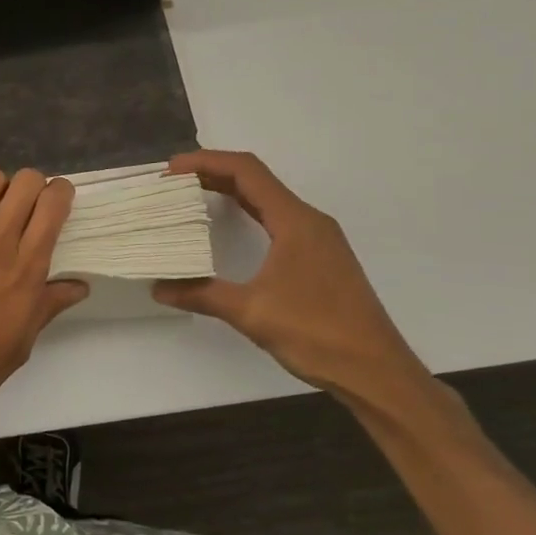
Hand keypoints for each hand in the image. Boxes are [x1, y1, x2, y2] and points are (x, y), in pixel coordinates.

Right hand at [153, 150, 432, 410]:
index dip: (207, 162)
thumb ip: (202, 294)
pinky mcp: (321, 257)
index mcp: (295, 221)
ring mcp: (318, 239)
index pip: (246, 171)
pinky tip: (230, 226)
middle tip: (175, 182)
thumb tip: (159, 287)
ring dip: (231, 191)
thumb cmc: (317, 334)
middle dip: (214, 173)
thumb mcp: (252, 313)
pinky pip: (278, 219)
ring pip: (268, 199)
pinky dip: (248, 212)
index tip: (173, 168)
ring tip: (193, 196)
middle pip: (257, 180)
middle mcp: (309, 220)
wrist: (377, 372)